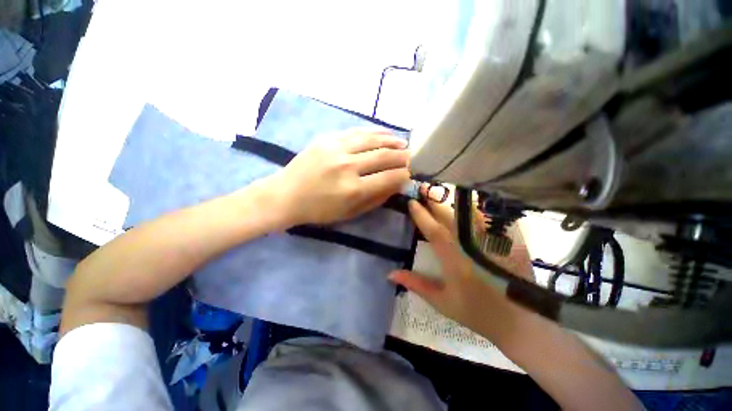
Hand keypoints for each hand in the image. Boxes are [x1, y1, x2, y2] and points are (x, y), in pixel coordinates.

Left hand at [270, 129, 410, 225]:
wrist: (286, 195)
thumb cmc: (319, 210)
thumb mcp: (350, 213)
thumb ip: (376, 199)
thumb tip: (396, 185)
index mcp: (353, 189)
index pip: (389, 177)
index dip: (404, 174)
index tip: (411, 173)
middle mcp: (347, 166)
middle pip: (384, 156)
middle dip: (402, 156)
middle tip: (413, 156)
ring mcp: (336, 149)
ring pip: (372, 139)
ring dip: (392, 140)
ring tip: (404, 143)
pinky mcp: (327, 139)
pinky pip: (356, 132)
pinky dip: (374, 133)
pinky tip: (384, 134)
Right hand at [388, 199, 524, 340]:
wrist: (523, 323)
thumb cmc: (478, 313)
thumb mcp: (442, 303)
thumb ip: (416, 284)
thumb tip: (390, 273)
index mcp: (455, 261)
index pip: (434, 231)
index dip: (421, 215)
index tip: (412, 202)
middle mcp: (474, 246)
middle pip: (451, 216)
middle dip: (435, 200)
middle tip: (424, 187)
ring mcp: (496, 241)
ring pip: (472, 212)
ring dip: (455, 199)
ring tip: (443, 190)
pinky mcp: (512, 240)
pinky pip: (494, 216)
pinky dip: (481, 205)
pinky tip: (472, 198)